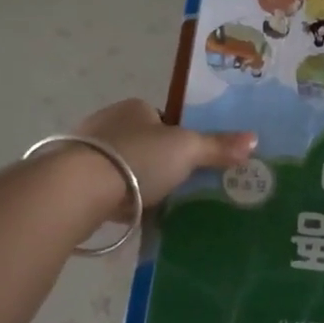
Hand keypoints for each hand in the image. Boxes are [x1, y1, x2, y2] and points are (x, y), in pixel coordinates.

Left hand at [74, 98, 255, 207]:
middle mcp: (107, 121)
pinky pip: (100, 186)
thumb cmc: (137, 158)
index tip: (187, 164)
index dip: (177, 140)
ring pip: (119, 164)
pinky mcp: (69, 177)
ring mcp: (84, 149)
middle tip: (172, 188)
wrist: (77, 187)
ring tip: (149, 205)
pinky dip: (112, 198)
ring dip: (131, 181)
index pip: (163, 120)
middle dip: (154, 162)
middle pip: (141, 142)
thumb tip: (255, 139)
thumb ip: (218, 146)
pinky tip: (122, 215)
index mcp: (135, 107)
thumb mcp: (187, 150)